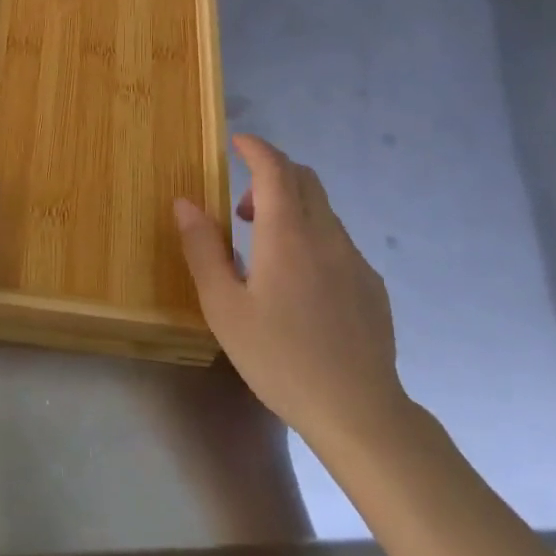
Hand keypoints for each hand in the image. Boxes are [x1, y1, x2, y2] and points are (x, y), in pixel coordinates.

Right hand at [174, 134, 410, 456]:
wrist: (359, 412)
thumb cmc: (279, 358)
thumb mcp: (224, 307)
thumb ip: (203, 249)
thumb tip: (185, 202)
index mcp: (288, 235)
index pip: (275, 169)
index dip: (256, 148)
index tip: (236, 143)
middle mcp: (327, 236)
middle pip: (304, 180)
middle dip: (271, 175)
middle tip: (240, 209)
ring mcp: (355, 260)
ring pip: (322, 211)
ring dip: (290, 208)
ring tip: (263, 250)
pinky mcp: (371, 285)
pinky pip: (337, 241)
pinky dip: (310, 236)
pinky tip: (297, 284)